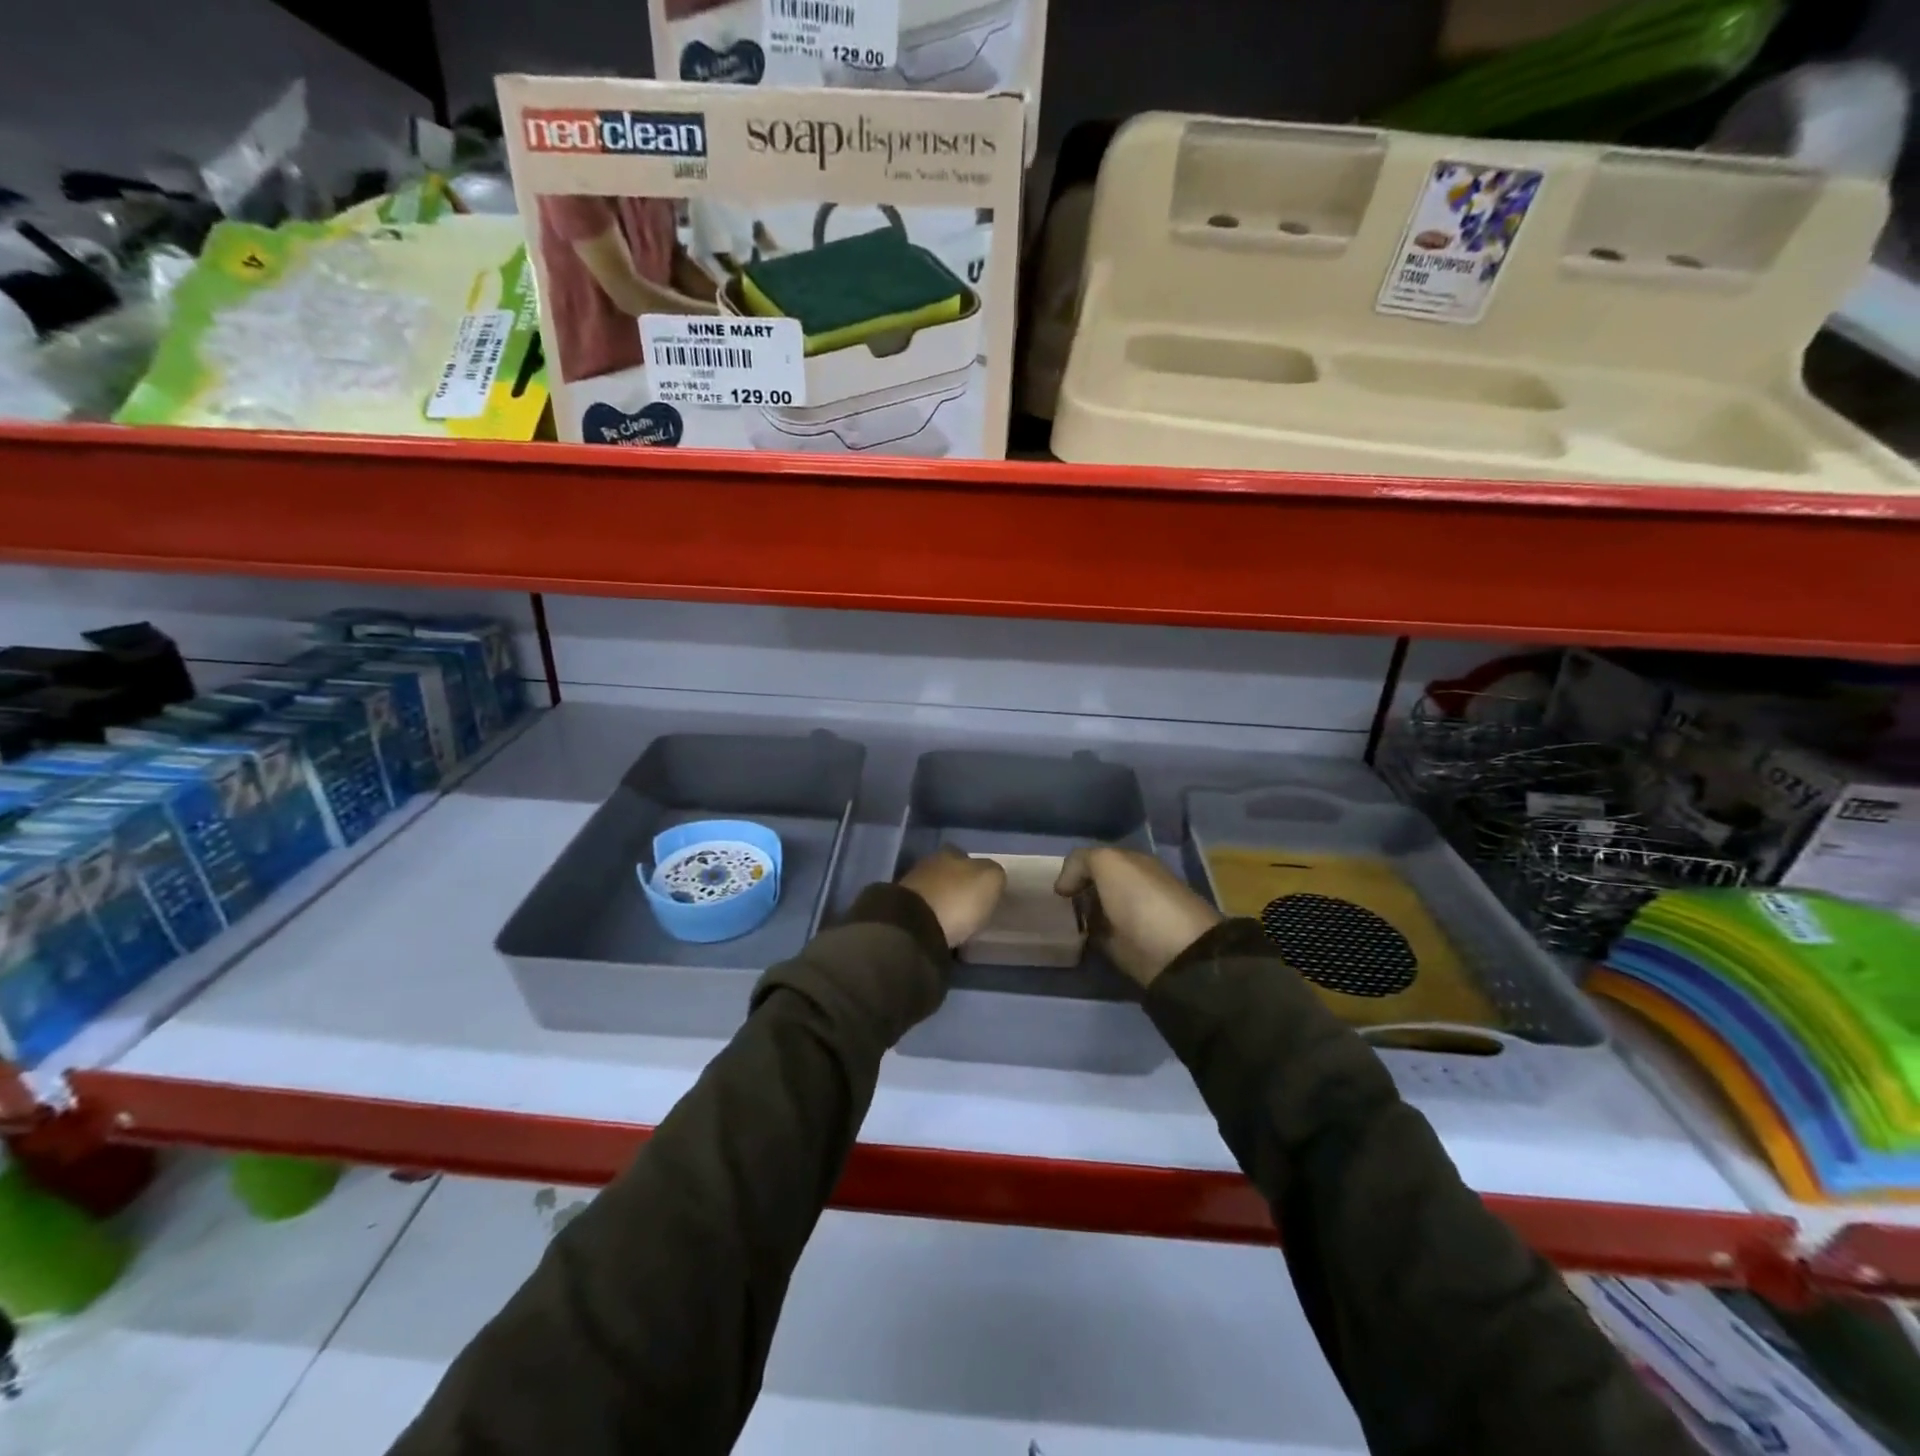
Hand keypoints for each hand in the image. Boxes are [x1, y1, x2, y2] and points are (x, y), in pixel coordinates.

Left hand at [898, 847, 1006, 947]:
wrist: (913, 927)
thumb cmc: (958, 898)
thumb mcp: (990, 880)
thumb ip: (993, 873)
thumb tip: (988, 876)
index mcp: (949, 853)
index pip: (965, 856)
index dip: (976, 872)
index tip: (984, 890)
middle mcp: (927, 864)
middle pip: (948, 874)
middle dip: (958, 888)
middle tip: (972, 907)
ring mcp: (910, 888)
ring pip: (934, 893)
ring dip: (944, 905)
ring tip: (957, 923)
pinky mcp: (900, 912)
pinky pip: (924, 913)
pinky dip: (932, 920)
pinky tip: (941, 932)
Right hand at [1054, 846, 1220, 988]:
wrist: (1175, 952)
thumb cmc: (1141, 898)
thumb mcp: (1108, 862)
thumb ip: (1081, 861)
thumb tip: (1064, 886)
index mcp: (1134, 863)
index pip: (1097, 860)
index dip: (1074, 868)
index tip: (1055, 884)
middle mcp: (1131, 888)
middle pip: (1094, 885)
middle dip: (1073, 891)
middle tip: (1049, 902)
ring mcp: (1128, 919)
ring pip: (1093, 911)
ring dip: (1075, 915)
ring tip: (1051, 920)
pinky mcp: (1125, 948)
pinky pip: (1095, 937)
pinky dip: (1082, 937)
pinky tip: (1066, 937)